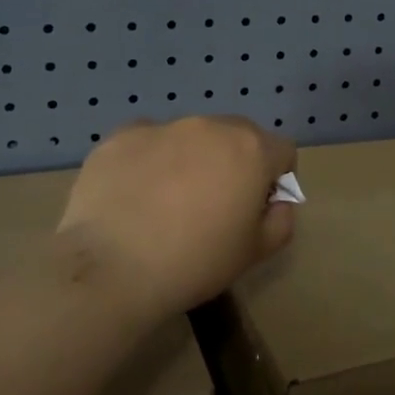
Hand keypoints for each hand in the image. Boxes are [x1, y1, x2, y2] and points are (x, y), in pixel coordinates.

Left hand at [56, 116, 296, 320]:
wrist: (113, 268)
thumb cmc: (196, 262)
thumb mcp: (256, 253)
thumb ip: (280, 220)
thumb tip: (277, 202)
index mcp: (251, 149)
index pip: (281, 152)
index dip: (275, 180)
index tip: (255, 209)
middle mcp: (210, 126)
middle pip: (236, 136)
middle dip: (234, 163)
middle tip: (212, 205)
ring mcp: (162, 127)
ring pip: (189, 136)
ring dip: (190, 159)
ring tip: (166, 202)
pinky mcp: (120, 137)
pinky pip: (146, 142)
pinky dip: (148, 161)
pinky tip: (134, 195)